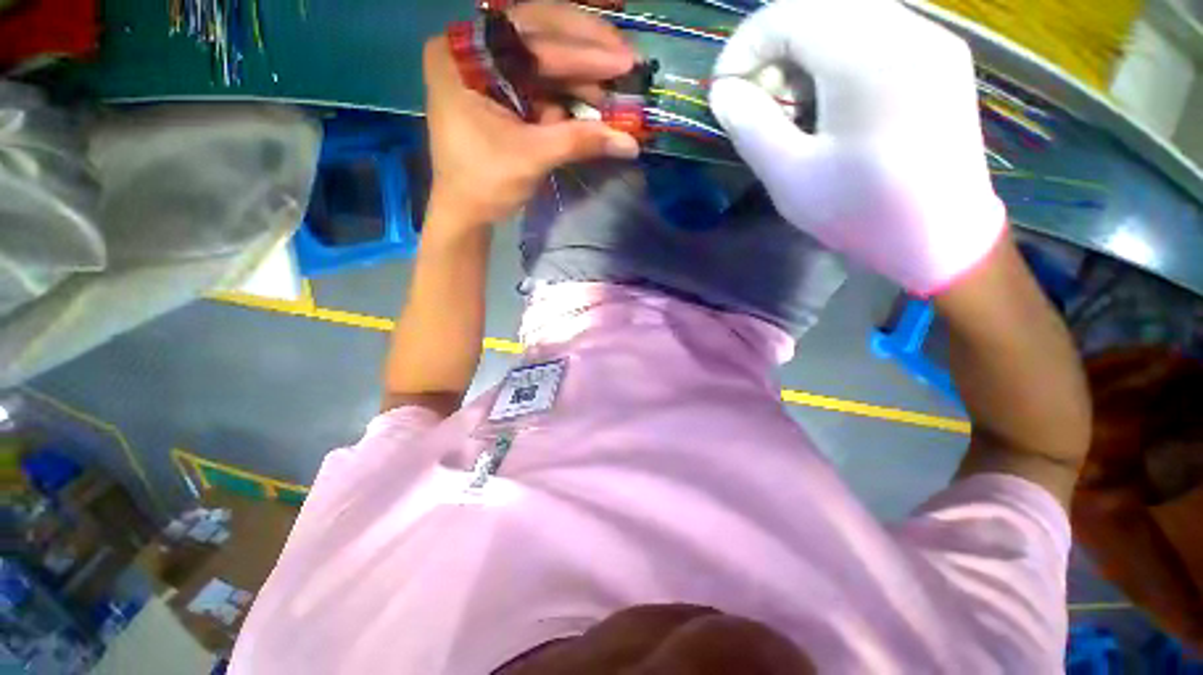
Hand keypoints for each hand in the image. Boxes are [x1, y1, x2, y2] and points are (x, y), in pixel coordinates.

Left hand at [423, 2, 639, 227]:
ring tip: (616, 80)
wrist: (464, 211)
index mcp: (462, 55)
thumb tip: (630, 142)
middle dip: (585, 47)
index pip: (534, 45)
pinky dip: (568, 88)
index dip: (584, 54)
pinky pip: (539, 78)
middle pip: (537, 33)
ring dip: (581, 70)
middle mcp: (470, 47)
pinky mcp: (499, 87)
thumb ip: (579, 141)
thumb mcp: (531, 158)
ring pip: (542, 53)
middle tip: (626, 55)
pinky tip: (593, 96)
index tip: (625, 59)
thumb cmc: (484, 184)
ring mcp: (484, 65)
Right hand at [709, 0, 1005, 295]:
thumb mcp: (790, 177)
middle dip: (772, 48)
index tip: (725, 92)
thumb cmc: (861, 213)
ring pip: (846, 14)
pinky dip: (834, 55)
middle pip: (819, 6)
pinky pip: (873, 31)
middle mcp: (909, 31)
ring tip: (789, 105)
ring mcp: (931, 39)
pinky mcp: (939, 56)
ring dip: (802, 51)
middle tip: (757, 101)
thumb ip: (750, 126)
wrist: (941, 237)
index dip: (744, 47)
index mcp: (871, 59)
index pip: (789, 14)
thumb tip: (724, 93)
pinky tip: (827, 100)